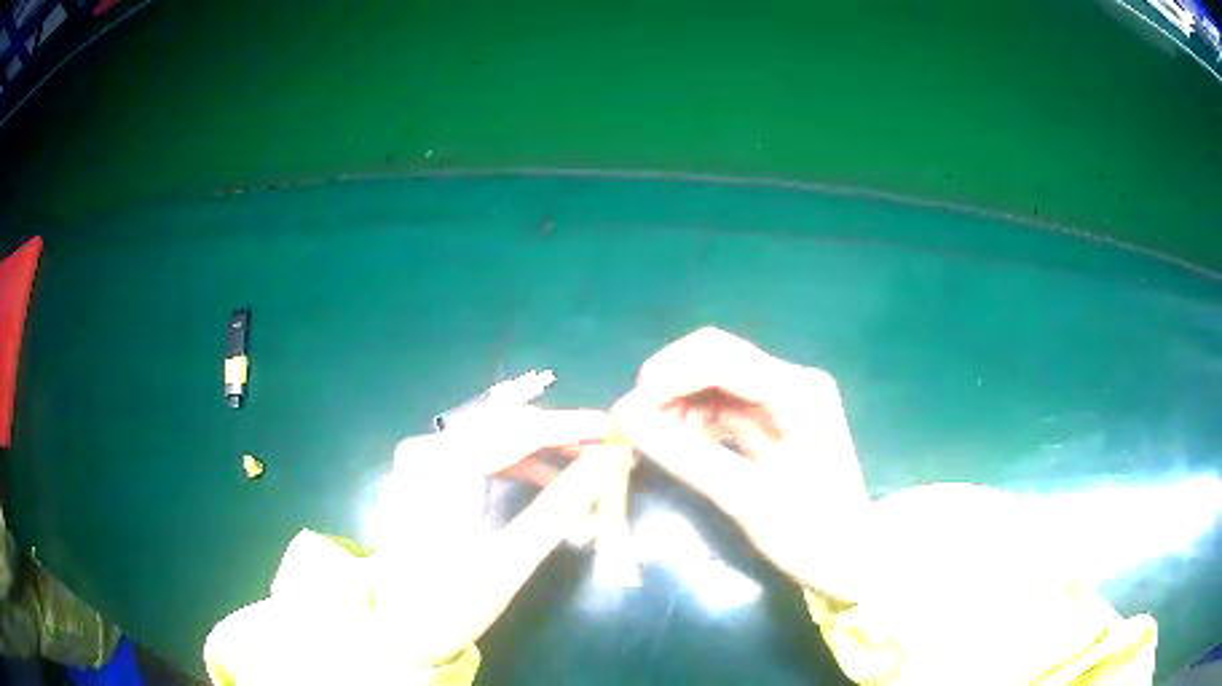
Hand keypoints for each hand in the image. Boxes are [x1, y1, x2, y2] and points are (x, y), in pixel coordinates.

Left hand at [369, 405, 626, 665]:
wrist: (399, 630)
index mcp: (440, 468)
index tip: (614, 429)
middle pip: (504, 426)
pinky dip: (517, 461)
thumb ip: (559, 508)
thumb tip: (605, 464)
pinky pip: (479, 454)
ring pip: (494, 437)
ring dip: (542, 447)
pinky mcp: (425, 475)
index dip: (571, 426)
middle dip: (559, 434)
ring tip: (584, 462)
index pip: (516, 430)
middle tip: (605, 448)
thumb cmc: (451, 603)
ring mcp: (422, 461)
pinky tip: (546, 476)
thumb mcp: (510, 562)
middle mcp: (426, 450)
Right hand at [614, 327, 868, 601]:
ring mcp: (786, 399)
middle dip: (668, 385)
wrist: (851, 561)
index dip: (667, 376)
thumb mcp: (747, 500)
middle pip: (716, 359)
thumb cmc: (811, 535)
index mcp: (797, 392)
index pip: (720, 357)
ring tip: (646, 437)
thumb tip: (630, 424)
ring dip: (677, 403)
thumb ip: (687, 457)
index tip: (628, 411)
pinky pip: (725, 407)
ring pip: (715, 382)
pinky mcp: (777, 420)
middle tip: (630, 422)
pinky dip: (694, 421)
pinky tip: (673, 440)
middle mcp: (793, 381)